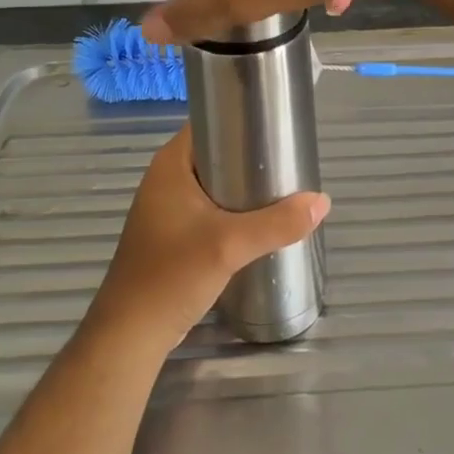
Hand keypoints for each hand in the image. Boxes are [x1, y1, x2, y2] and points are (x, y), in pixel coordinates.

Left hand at [87, 128, 330, 354]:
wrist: (131, 336)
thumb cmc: (171, 276)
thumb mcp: (229, 246)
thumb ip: (277, 223)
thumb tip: (322, 201)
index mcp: (170, 165)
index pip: (209, 121)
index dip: (241, 117)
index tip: (277, 124)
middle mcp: (166, 179)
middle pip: (216, 152)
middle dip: (251, 155)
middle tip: (289, 159)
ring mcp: (167, 208)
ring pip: (215, 183)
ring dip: (244, 185)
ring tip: (283, 187)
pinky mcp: (173, 235)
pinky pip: (210, 208)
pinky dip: (234, 209)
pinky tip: (260, 221)